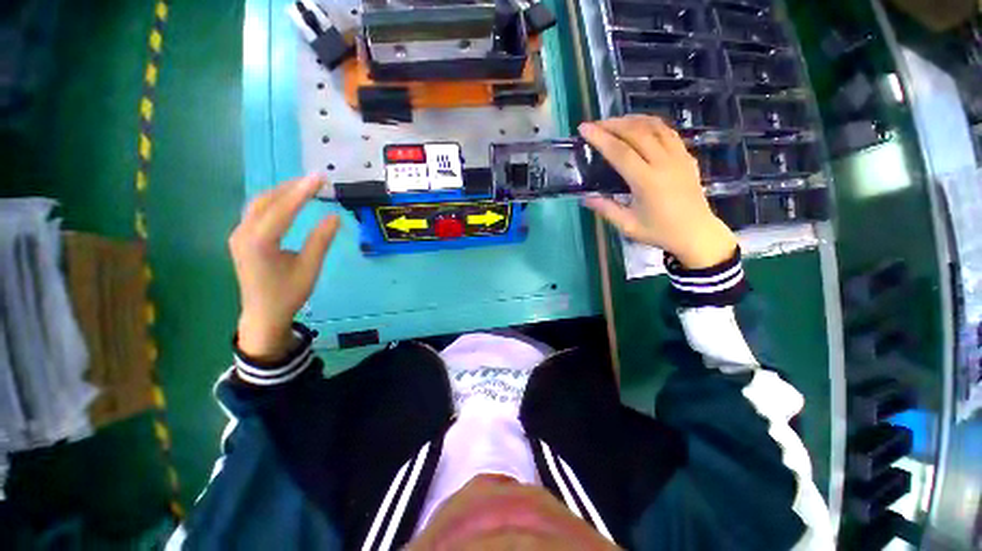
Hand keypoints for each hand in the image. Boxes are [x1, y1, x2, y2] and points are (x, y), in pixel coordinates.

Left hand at [228, 174, 339, 359]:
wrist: (263, 314)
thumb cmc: (288, 294)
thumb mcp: (309, 268)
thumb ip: (320, 240)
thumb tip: (334, 216)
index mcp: (259, 242)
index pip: (283, 209)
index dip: (302, 192)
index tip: (320, 178)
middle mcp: (243, 233)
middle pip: (266, 201)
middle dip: (291, 187)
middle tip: (315, 179)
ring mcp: (238, 235)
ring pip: (258, 204)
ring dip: (281, 192)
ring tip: (304, 186)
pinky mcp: (241, 239)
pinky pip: (256, 212)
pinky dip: (273, 202)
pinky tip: (287, 201)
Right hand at [579, 115, 737, 268]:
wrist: (697, 233)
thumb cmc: (660, 232)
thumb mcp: (628, 226)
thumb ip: (606, 209)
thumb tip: (585, 197)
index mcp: (646, 181)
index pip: (620, 152)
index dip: (600, 138)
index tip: (584, 128)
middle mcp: (664, 163)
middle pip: (637, 132)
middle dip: (613, 124)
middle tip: (596, 124)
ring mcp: (678, 156)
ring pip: (655, 126)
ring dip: (632, 120)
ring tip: (615, 122)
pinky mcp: (687, 156)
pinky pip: (668, 132)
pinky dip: (651, 124)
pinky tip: (640, 127)